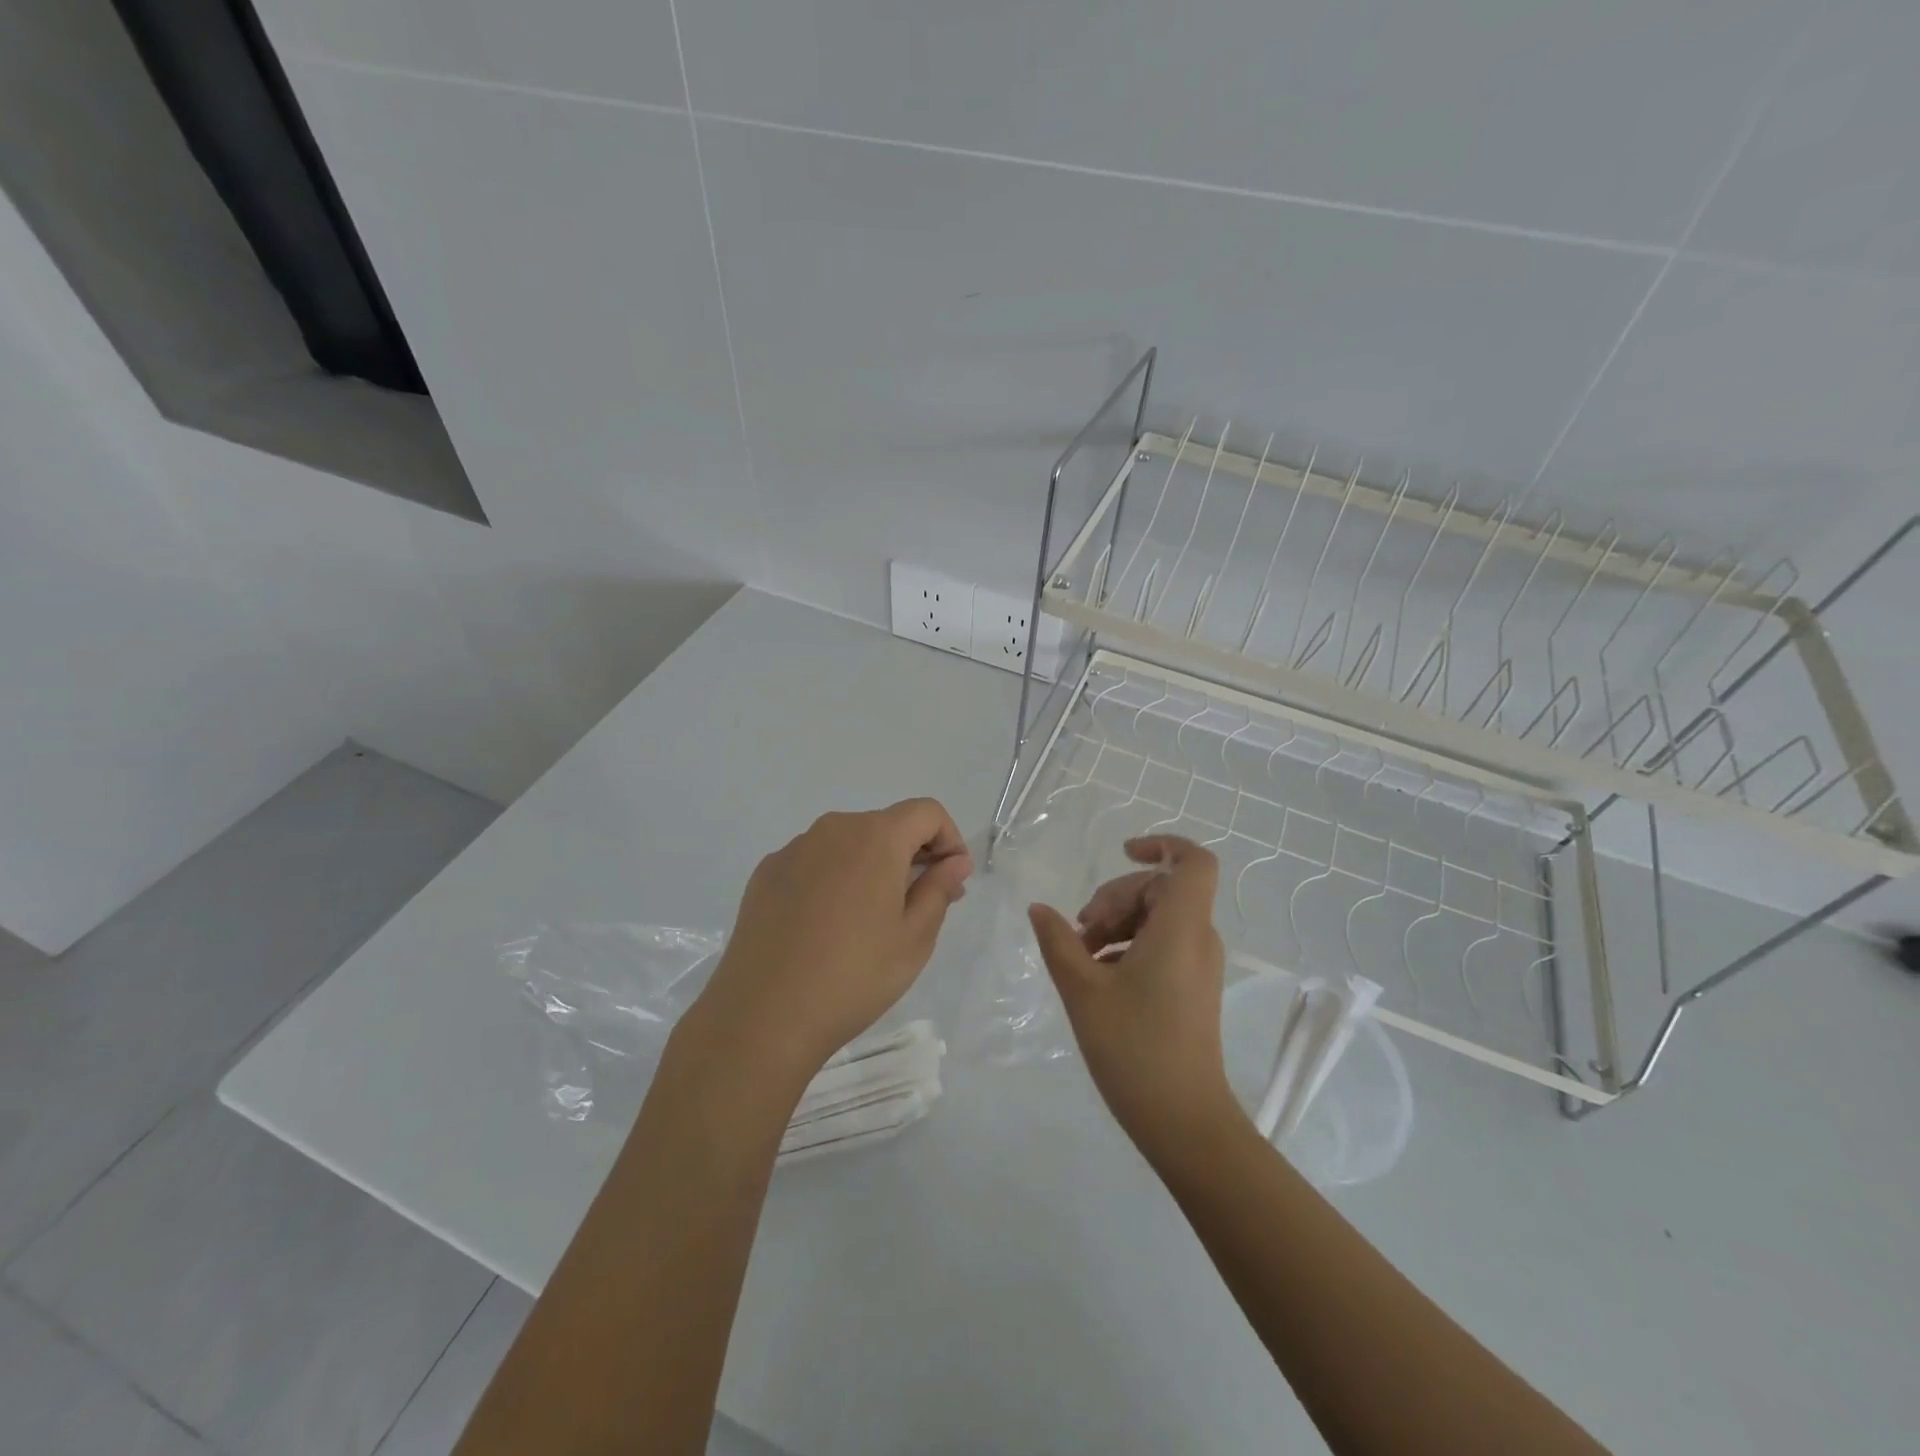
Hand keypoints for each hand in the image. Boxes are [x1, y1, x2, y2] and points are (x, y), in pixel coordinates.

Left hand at [693, 799, 972, 1079]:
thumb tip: (955, 861)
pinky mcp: (766, 874)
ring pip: (848, 843)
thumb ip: (939, 889)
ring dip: (871, 866)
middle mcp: (832, 829)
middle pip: (886, 825)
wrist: (763, 1016)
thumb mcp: (914, 938)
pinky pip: (814, 862)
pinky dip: (833, 878)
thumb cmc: (853, 977)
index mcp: (875, 837)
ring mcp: (793, 849)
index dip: (949, 838)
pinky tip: (826, 927)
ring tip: (870, 921)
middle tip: (921, 906)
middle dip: (912, 855)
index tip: (951, 880)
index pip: (926, 812)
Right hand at [1027, 836, 1238, 1150]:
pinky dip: (1130, 945)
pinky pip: (1163, 943)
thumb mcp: (1083, 990)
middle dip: (1116, 898)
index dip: (1161, 845)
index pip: (1192, 862)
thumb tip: (1039, 908)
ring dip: (1118, 922)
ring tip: (1082, 954)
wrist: (1184, 1121)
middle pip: (1161, 889)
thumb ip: (1059, 941)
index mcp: (1180, 928)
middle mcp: (1198, 938)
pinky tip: (1098, 974)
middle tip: (1081, 930)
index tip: (1122, 853)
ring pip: (1159, 917)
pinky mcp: (1194, 987)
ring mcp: (1199, 965)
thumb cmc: (1134, 1048)